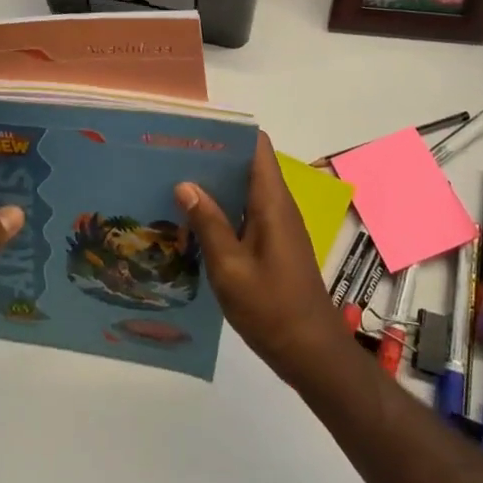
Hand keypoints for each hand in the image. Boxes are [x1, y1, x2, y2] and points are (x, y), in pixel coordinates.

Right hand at [176, 132, 349, 385]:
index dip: (229, 132)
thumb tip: (185, 184)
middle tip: (171, 157)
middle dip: (212, 157)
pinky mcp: (273, 244)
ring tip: (173, 183)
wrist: (311, 352)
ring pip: (244, 190)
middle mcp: (278, 205)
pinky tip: (192, 222)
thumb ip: (208, 223)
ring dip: (215, 186)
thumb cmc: (271, 308)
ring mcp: (277, 225)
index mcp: (272, 201)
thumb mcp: (230, 268)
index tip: (193, 131)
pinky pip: (246, 214)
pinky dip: (222, 211)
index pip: (257, 145)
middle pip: (247, 165)